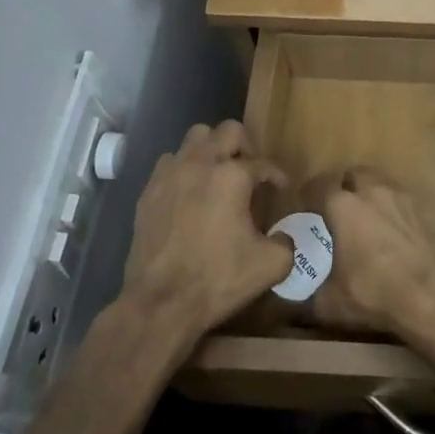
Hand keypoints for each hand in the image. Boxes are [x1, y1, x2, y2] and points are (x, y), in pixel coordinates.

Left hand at [119, 121, 292, 345]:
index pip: (262, 164)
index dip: (276, 175)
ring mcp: (170, 175)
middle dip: (244, 145)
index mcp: (233, 176)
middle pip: (227, 130)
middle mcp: (201, 164)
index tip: (280, 188)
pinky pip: (169, 163)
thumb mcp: (270, 266)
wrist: (160, 303)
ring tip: (218, 174)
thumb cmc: (218, 279)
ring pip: (194, 138)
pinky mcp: (148, 192)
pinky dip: (184, 169)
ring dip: (210, 150)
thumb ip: (286, 243)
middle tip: (250, 170)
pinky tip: (190, 192)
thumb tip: (284, 237)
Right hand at [297, 168, 434, 335]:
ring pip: (376, 181)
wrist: (429, 298)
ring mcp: (398, 196)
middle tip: (333, 210)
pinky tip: (386, 227)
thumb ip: (302, 294)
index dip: (307, 196)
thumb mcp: (328, 302)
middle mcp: (370, 191)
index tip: (303, 210)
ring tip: (361, 215)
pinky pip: (396, 196)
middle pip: (350, 175)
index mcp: (342, 206)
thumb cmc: (373, 294)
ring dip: (365, 191)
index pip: (317, 186)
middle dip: (340, 187)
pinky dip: (387, 204)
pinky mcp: (419, 209)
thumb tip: (283, 294)